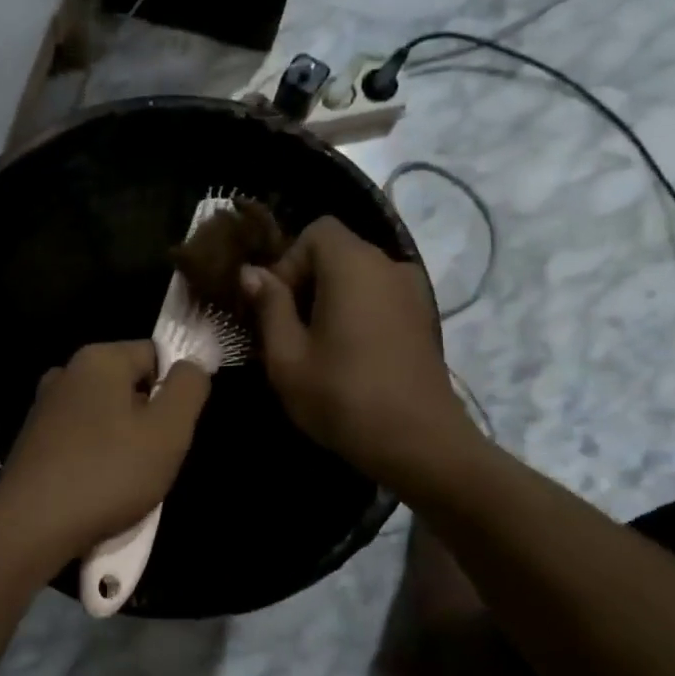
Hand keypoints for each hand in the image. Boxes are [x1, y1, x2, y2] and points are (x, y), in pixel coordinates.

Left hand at [0, 341, 211, 558]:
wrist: (31, 526)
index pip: (155, 355)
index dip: (173, 389)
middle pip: (128, 386)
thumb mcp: (168, 430)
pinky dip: (94, 458)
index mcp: (98, 358)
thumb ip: (188, 388)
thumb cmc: (108, 473)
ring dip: (122, 442)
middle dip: (147, 418)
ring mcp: (44, 406)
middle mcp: (66, 372)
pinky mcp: (32, 440)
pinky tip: (97, 489)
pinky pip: (79, 439)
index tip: (176, 429)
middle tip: (156, 458)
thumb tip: (191, 365)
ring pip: (104, 415)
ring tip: (128, 480)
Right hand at [240, 216, 479, 485]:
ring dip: (328, 300)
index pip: (316, 232)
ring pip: (357, 276)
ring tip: (313, 347)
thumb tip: (252, 273)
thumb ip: (269, 306)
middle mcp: (389, 266)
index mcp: (354, 266)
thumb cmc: (343, 398)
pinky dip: (355, 312)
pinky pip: (377, 297)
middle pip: (337, 252)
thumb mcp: (288, 356)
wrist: (420, 443)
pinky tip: (345, 355)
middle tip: (286, 331)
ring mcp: (412, 292)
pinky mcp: (422, 318)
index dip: (288, 262)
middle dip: (304, 282)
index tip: (276, 308)